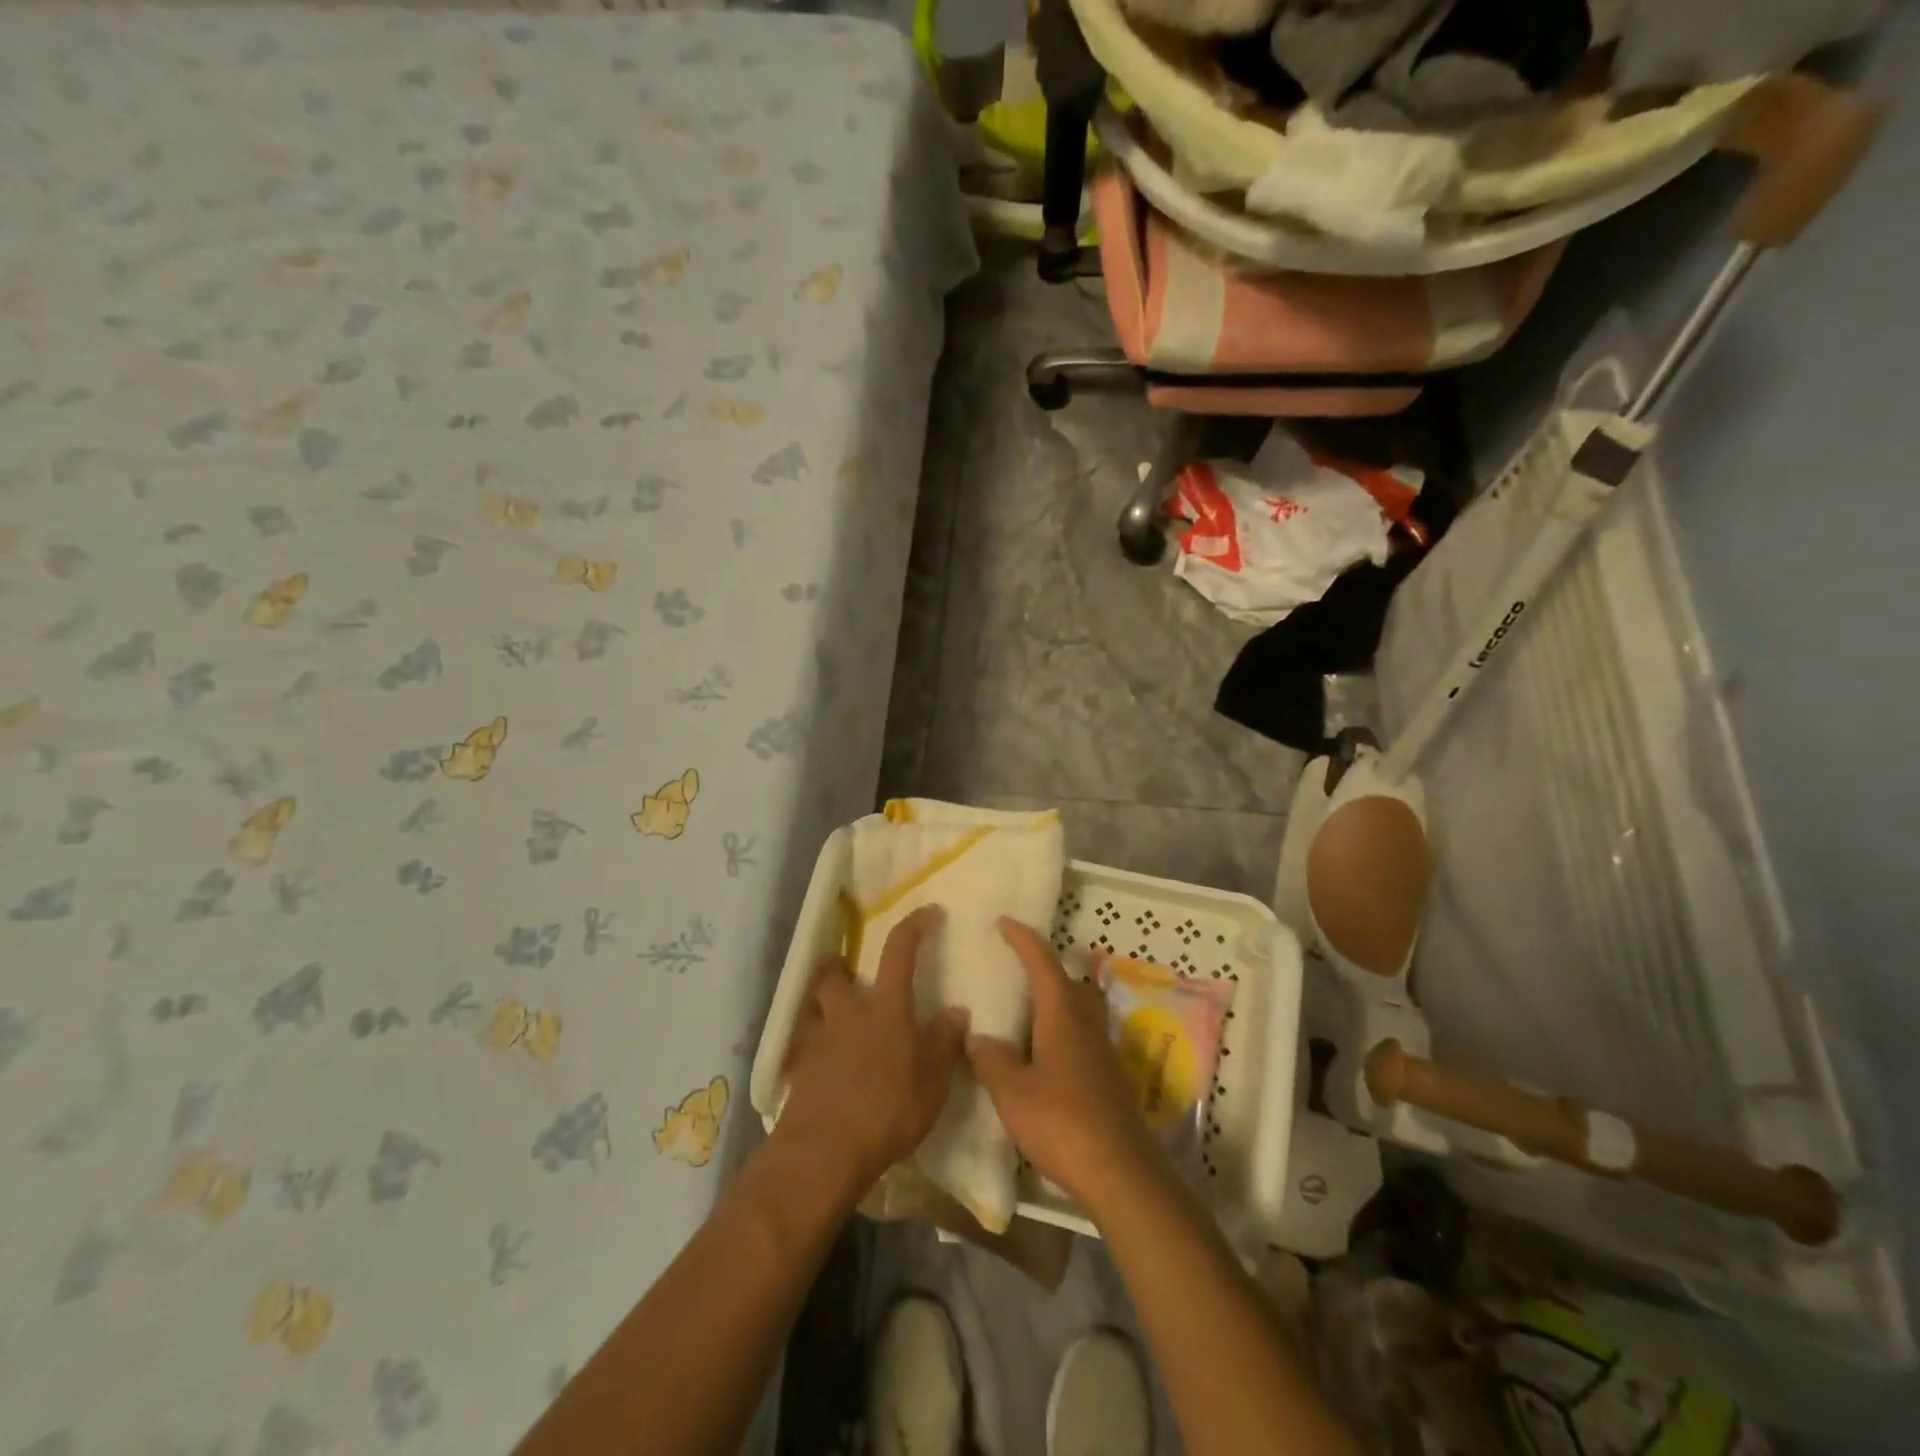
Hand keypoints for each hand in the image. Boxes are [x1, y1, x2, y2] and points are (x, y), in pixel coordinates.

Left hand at [776, 906, 968, 1195]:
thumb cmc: (886, 1112)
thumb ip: (945, 1043)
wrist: (822, 1153)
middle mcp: (848, 1014)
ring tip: (844, 1024)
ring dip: (827, 1007)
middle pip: (835, 974)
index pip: (899, 950)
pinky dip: (819, 1048)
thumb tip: (956, 1011)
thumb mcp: (932, 1083)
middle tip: (857, 979)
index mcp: (885, 1009)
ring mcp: (818, 1041)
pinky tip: (833, 1069)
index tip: (928, 912)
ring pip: (816, 1008)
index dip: (914, 925)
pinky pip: (808, 1046)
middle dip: (842, 967)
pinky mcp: (800, 1070)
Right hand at [968, 918, 1160, 1214]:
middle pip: (1066, 981)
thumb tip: (979, 1036)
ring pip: (1076, 1008)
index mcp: (1062, 1014)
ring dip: (1052, 999)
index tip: (1004, 922)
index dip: (1022, 939)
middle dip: (1041, 967)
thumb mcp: (1012, 1092)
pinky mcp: (1106, 1077)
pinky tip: (1039, 1054)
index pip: (1042, 963)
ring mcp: (1100, 1050)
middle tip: (1012, 966)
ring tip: (1022, 1009)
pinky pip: (1078, 1035)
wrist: (1119, 1172)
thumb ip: (992, 1059)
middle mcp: (1085, 1023)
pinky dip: (1057, 1029)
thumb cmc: (1061, 1122)